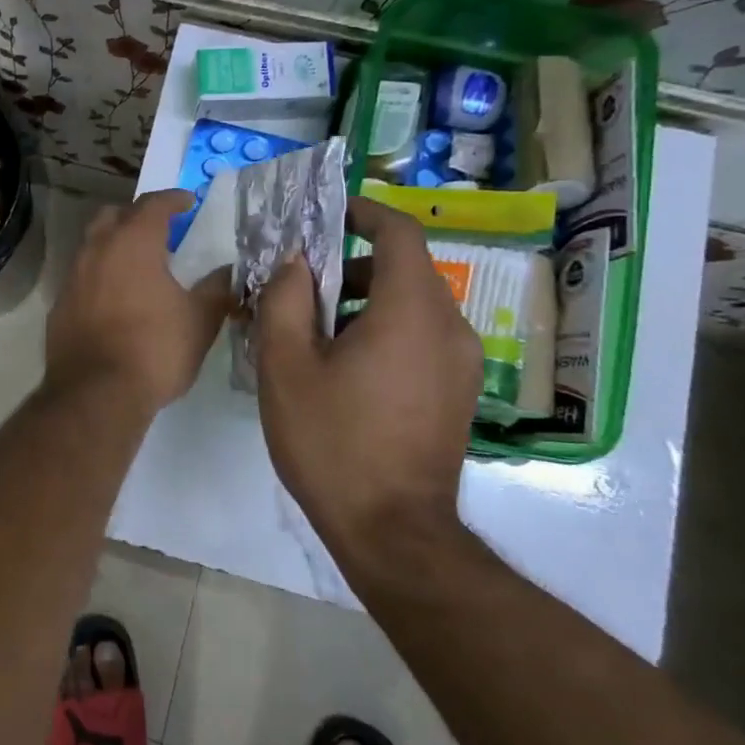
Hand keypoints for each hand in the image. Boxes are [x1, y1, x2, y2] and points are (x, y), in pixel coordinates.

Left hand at [46, 189, 232, 412]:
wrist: (96, 393)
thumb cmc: (155, 349)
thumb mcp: (199, 320)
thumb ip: (216, 290)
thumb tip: (227, 272)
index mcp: (133, 243)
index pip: (152, 205)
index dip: (172, 199)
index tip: (187, 202)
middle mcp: (97, 250)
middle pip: (113, 216)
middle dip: (136, 216)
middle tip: (159, 230)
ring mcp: (72, 278)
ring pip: (92, 245)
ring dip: (114, 245)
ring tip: (138, 264)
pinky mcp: (59, 305)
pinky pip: (81, 277)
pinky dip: (100, 276)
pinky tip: (115, 299)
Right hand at [254, 196, 481, 547]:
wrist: (392, 531)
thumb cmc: (332, 442)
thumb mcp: (285, 366)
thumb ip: (284, 300)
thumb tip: (292, 261)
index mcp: (410, 311)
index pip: (400, 233)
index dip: (365, 213)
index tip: (328, 215)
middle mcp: (449, 327)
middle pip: (404, 269)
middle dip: (350, 265)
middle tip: (298, 286)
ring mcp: (460, 363)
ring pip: (412, 305)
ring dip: (364, 300)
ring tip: (312, 332)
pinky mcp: (456, 392)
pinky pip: (421, 337)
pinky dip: (383, 330)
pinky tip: (343, 368)